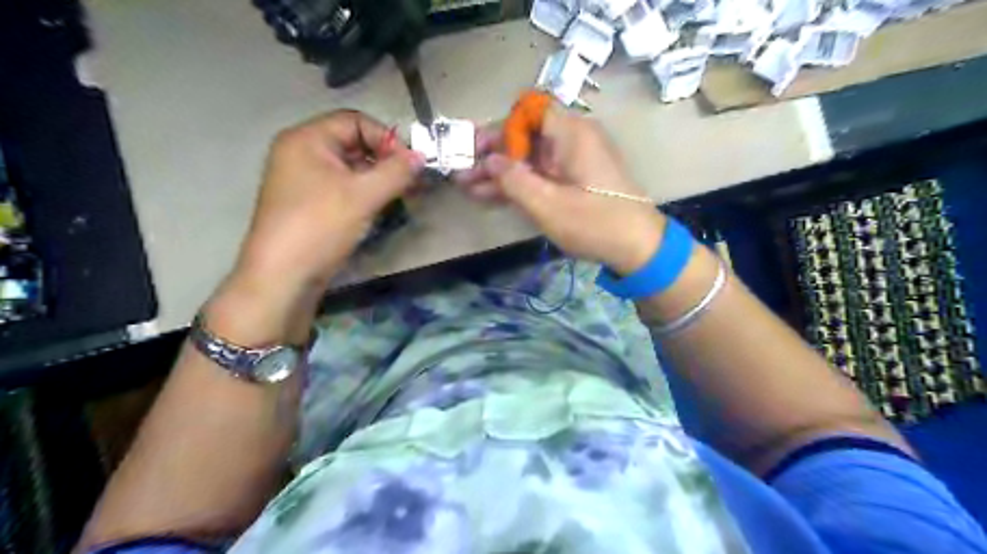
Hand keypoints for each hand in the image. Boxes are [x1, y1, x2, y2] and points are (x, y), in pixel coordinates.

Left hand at [209, 110, 424, 344]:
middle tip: (411, 182)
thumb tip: (421, 157)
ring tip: (402, 196)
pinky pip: (342, 188)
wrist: (283, 277)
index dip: (386, 138)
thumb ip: (396, 172)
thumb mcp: (363, 196)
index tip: (409, 164)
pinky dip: (364, 193)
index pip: (354, 121)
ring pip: (350, 169)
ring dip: (378, 179)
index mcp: (306, 139)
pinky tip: (381, 208)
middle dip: (385, 160)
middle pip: (353, 144)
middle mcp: (301, 153)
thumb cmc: (320, 226)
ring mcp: (303, 180)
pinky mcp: (308, 204)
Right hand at [456, 106, 662, 274]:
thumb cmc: (595, 222)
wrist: (638, 248)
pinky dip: (518, 185)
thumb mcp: (548, 205)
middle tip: (462, 171)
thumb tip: (489, 161)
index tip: (477, 149)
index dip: (501, 128)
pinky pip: (541, 176)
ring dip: (500, 173)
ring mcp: (573, 163)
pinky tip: (489, 196)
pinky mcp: (574, 182)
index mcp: (570, 133)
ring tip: (467, 187)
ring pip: (529, 159)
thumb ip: (514, 180)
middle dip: (493, 155)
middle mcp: (572, 140)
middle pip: (525, 137)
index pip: (528, 113)